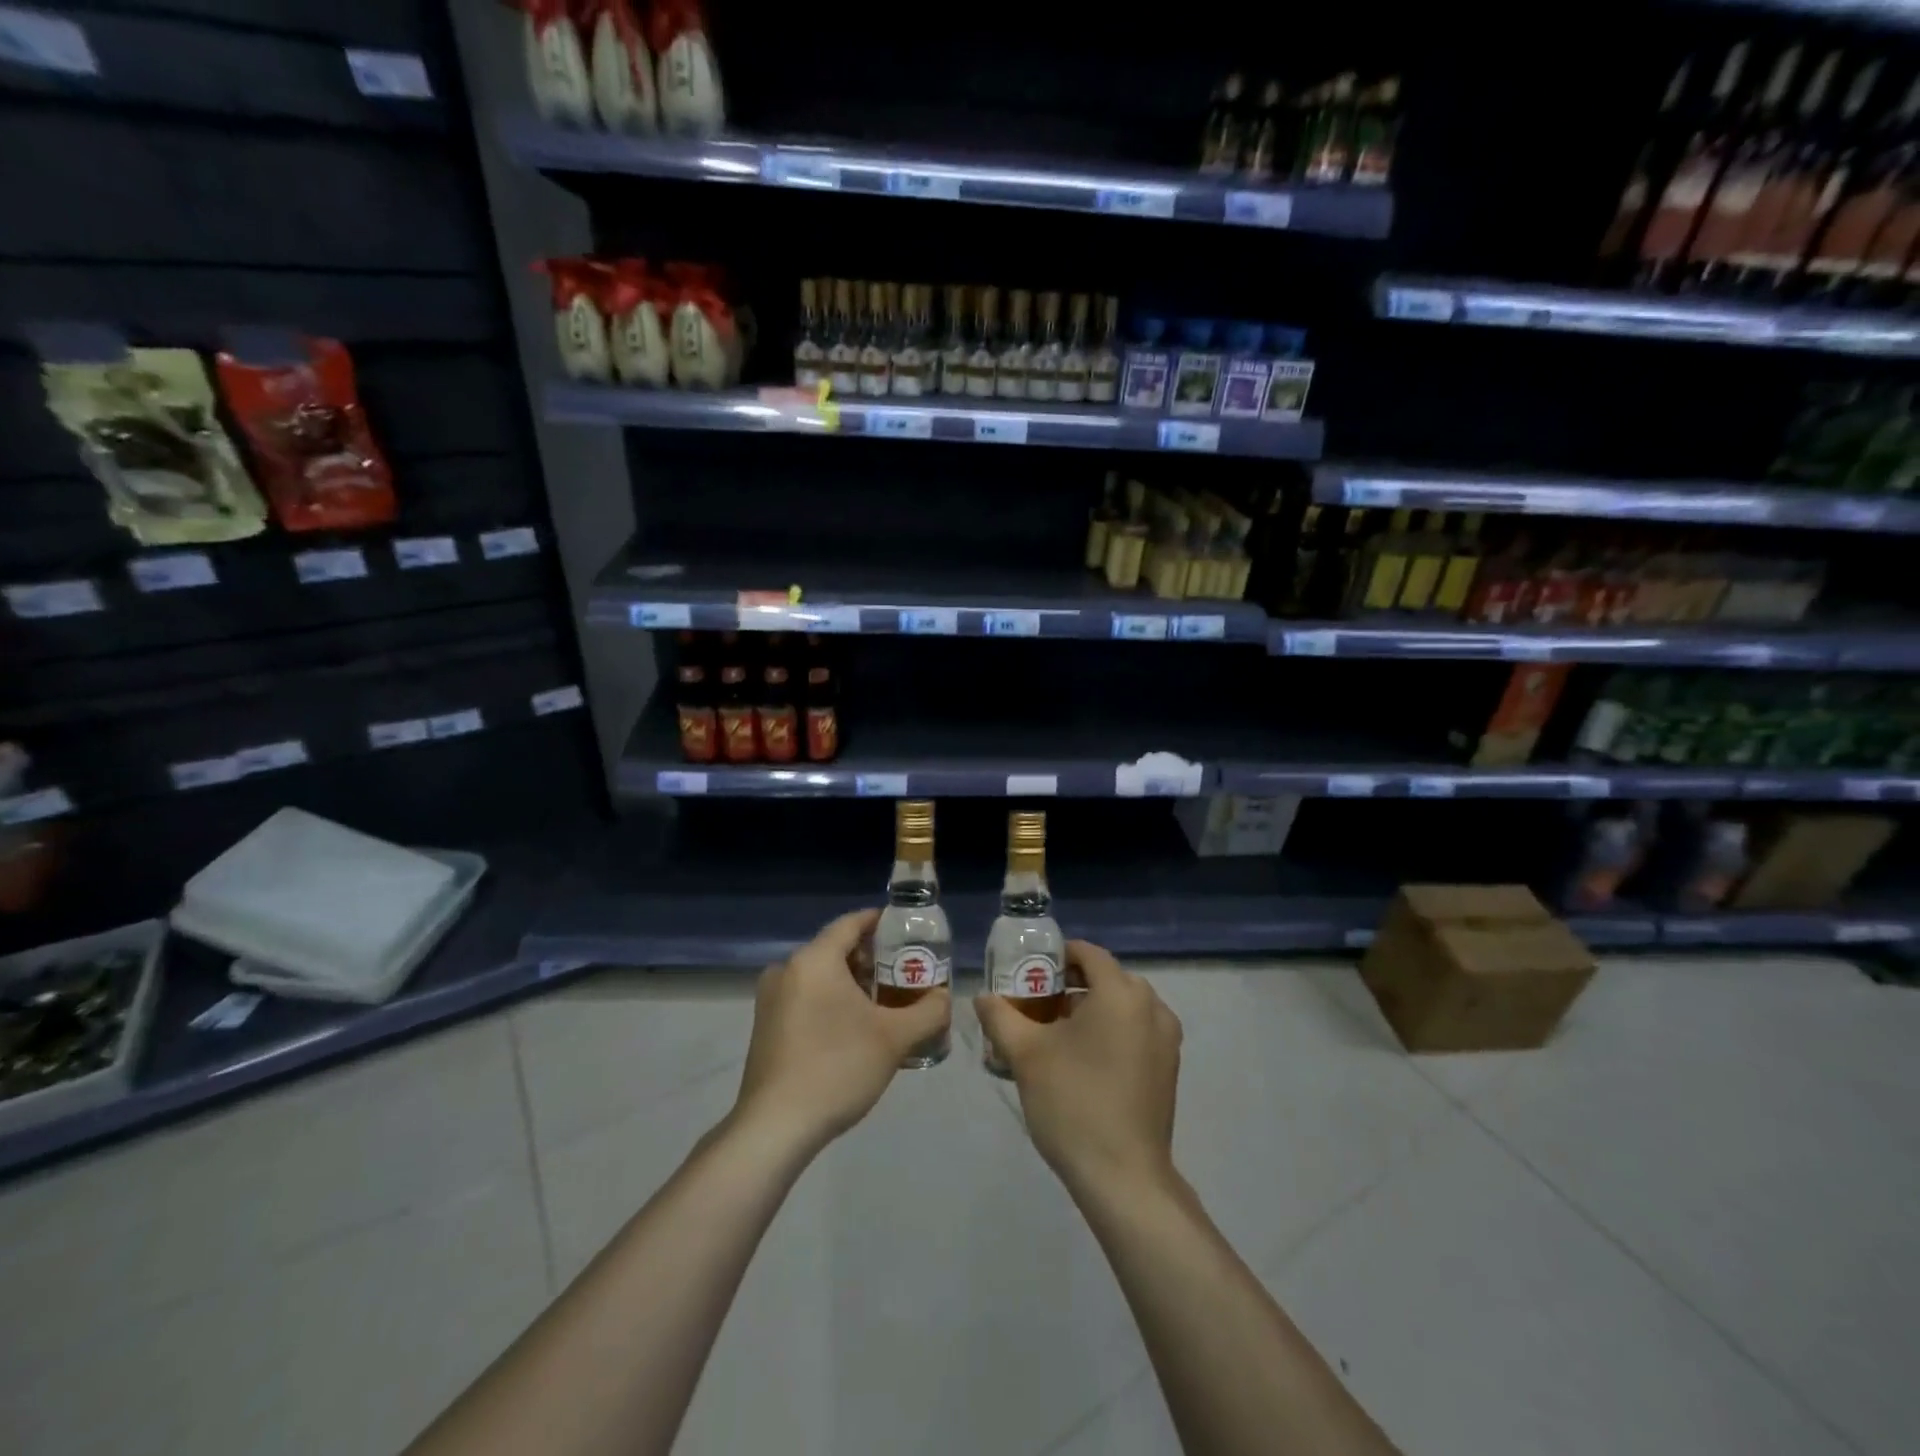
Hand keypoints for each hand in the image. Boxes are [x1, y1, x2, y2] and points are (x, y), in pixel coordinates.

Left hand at [733, 909, 950, 1154]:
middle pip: (836, 949)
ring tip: (886, 1004)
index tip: (908, 931)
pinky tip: (855, 1029)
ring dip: (853, 983)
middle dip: (873, 959)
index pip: (852, 923)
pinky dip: (832, 1001)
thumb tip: (943, 997)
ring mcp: (771, 999)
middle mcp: (787, 969)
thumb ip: (929, 1011)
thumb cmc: (837, 1068)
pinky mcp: (766, 1026)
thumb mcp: (895, 1038)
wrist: (775, 1127)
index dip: (881, 922)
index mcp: (814, 960)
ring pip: (821, 976)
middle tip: (905, 973)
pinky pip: (806, 997)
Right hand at [975, 940, 1181, 1197]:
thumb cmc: (1073, 1103)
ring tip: (1054, 1035)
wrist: (1123, 1178)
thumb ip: (1000, 1016)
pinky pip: (1136, 1030)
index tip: (1028, 974)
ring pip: (1122, 1005)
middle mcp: (1152, 1006)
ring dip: (1090, 1009)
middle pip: (1106, 978)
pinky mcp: (1169, 1067)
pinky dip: (1111, 1031)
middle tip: (1035, 1005)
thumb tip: (982, 996)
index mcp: (1121, 993)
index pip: (1087, 953)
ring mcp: (1166, 1038)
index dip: (1055, 957)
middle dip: (1070, 985)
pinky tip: (1082, 1060)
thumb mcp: (1025, 1054)